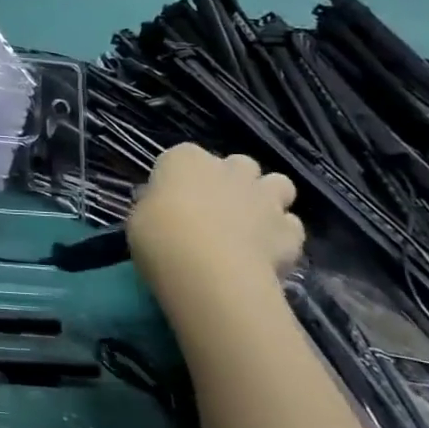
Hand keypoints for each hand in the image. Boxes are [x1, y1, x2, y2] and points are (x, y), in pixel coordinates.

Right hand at [128, 144, 303, 283]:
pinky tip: (266, 252)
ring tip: (250, 223)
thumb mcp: (138, 219)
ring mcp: (264, 197)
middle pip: (237, 164)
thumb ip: (154, 206)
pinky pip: (290, 225)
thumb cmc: (159, 237)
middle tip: (216, 209)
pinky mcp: (290, 230)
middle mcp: (229, 169)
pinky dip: (281, 235)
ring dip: (266, 198)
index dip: (180, 177)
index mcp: (185, 160)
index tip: (171, 199)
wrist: (208, 271)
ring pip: (278, 184)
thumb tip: (161, 207)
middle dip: (231, 181)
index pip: (182, 156)